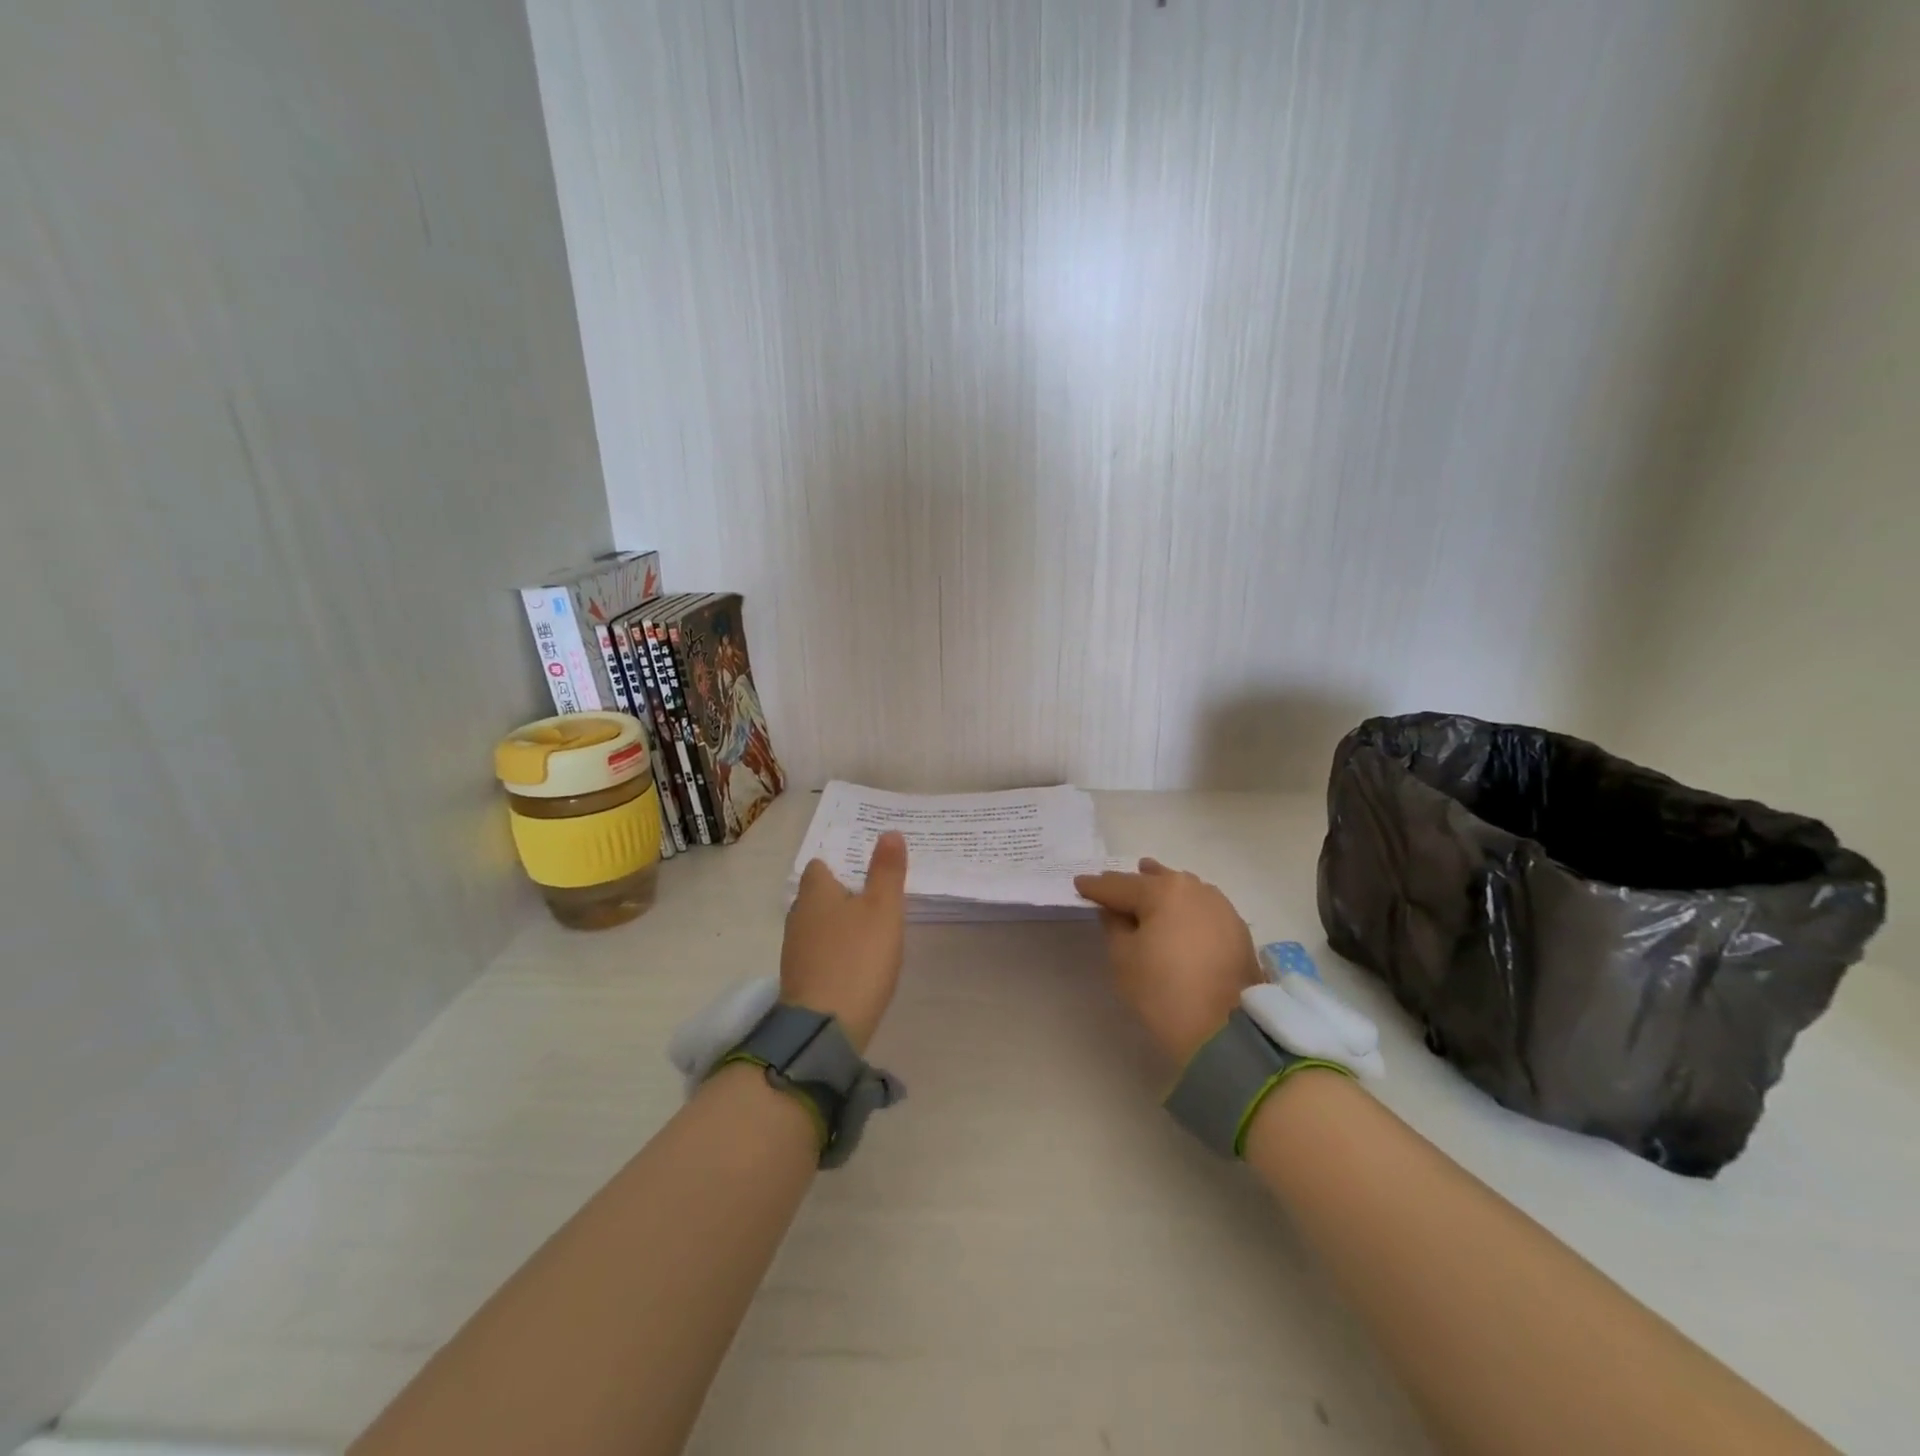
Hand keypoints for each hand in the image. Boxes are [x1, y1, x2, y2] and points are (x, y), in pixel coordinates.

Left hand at [781, 832, 908, 1052]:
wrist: (825, 1027)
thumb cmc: (858, 958)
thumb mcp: (883, 909)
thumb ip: (886, 871)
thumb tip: (889, 832)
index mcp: (815, 893)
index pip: (819, 867)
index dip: (839, 865)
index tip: (863, 870)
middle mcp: (798, 916)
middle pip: (817, 896)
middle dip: (840, 895)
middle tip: (873, 898)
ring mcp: (795, 951)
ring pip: (817, 926)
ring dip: (838, 926)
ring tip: (869, 931)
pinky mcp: (799, 981)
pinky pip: (818, 954)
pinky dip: (834, 953)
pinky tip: (856, 963)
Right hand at [1074, 858, 1259, 1067]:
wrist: (1226, 1031)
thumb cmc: (1163, 991)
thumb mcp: (1123, 958)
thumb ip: (1114, 925)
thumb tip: (1115, 911)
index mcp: (1162, 891)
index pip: (1119, 885)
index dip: (1096, 886)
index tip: (1079, 884)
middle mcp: (1194, 888)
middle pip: (1154, 881)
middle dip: (1132, 884)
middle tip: (1110, 888)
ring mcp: (1220, 906)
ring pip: (1182, 890)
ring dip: (1162, 890)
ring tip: (1148, 889)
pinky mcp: (1237, 928)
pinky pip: (1201, 907)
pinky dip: (1185, 908)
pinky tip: (1178, 915)